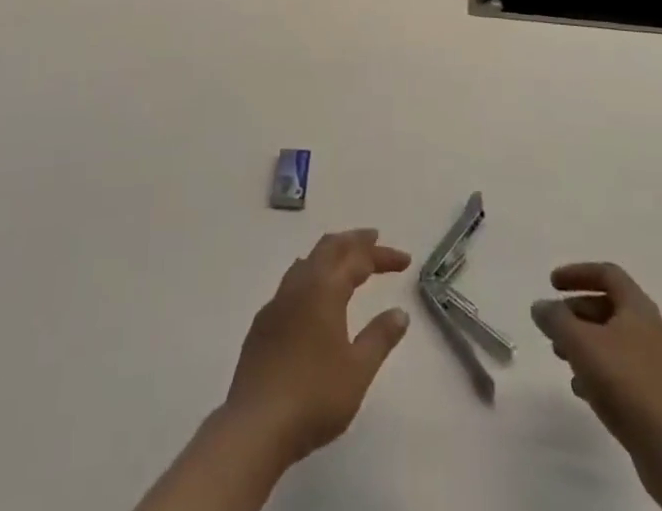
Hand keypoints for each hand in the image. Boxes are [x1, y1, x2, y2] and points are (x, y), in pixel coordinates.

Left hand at [222, 228, 412, 465]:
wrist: (256, 424)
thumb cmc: (314, 396)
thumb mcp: (358, 370)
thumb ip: (379, 337)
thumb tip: (400, 312)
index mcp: (325, 289)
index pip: (359, 259)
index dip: (383, 256)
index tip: (405, 260)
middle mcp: (300, 284)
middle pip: (329, 247)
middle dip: (354, 240)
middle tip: (374, 238)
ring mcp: (277, 301)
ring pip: (307, 260)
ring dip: (330, 253)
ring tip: (345, 258)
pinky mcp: (263, 322)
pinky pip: (291, 282)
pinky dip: (310, 274)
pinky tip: (312, 294)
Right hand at [530, 262, 661, 456]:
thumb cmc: (623, 381)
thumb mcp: (579, 342)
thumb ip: (555, 319)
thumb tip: (540, 307)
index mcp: (639, 308)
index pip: (607, 273)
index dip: (577, 273)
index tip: (552, 284)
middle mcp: (653, 330)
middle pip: (609, 307)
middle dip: (576, 313)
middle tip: (554, 326)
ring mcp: (658, 365)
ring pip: (614, 340)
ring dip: (585, 342)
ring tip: (561, 357)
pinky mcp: (658, 396)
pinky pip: (623, 370)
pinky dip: (599, 369)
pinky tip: (582, 389)